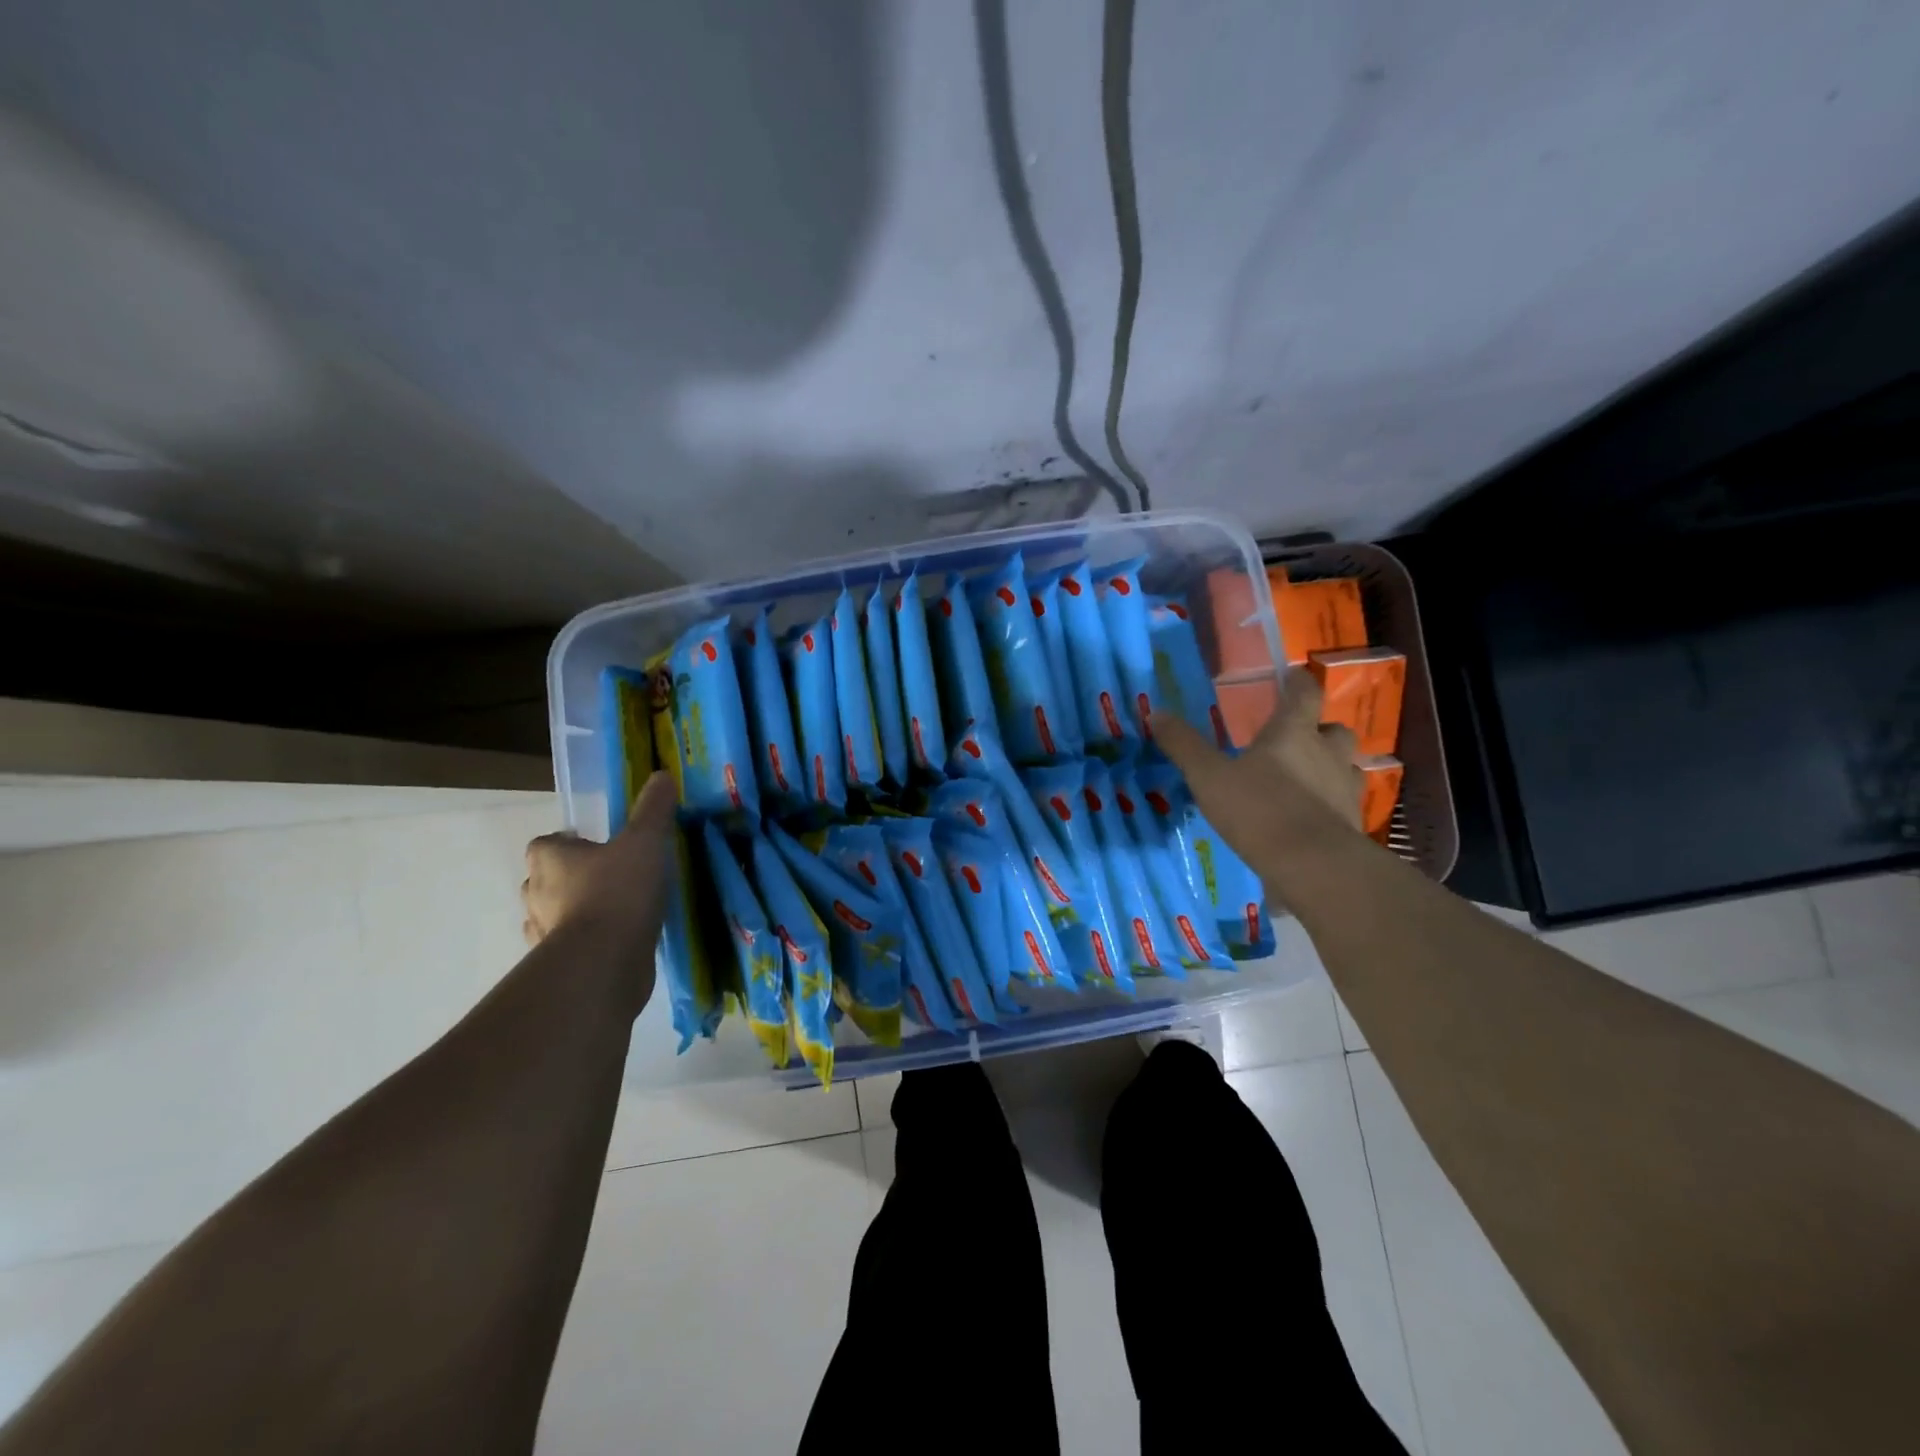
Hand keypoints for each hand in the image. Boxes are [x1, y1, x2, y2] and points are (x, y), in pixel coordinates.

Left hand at [521, 772, 676, 945]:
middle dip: (569, 877)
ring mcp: (544, 932)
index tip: (595, 845)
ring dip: (574, 911)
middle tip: (608, 875)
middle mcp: (536, 893)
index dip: (567, 843)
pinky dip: (585, 941)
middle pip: (544, 879)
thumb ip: (653, 809)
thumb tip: (661, 775)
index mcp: (550, 859)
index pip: (545, 844)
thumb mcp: (645, 841)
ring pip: (553, 914)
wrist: (604, 961)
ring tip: (613, 909)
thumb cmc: (618, 891)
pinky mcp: (559, 964)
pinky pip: (569, 945)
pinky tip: (613, 939)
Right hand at [1156, 670, 1365, 875]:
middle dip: (1320, 730)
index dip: (1298, 682)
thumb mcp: (1209, 777)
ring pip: (1347, 766)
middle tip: (1299, 738)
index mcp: (1293, 733)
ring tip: (1308, 779)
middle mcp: (1327, 753)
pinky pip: (1346, 803)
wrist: (1313, 865)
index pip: (1304, 693)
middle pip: (1335, 729)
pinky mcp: (1354, 822)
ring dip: (1331, 766)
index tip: (1292, 677)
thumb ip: (1184, 745)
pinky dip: (1332, 804)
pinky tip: (1313, 818)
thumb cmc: (1259, 810)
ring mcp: (1346, 788)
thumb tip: (1156, 713)